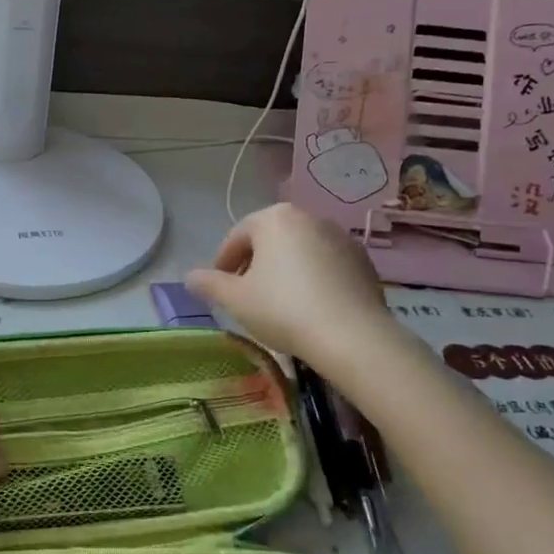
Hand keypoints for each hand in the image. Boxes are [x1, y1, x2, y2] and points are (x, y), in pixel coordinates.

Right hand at [186, 203, 392, 363]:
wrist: (351, 336)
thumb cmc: (282, 308)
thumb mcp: (235, 299)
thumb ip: (209, 283)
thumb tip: (190, 277)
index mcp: (275, 218)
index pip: (237, 236)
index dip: (223, 262)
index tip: (219, 288)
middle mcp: (310, 217)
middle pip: (270, 240)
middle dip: (254, 264)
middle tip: (245, 295)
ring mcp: (341, 238)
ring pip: (300, 251)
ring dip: (284, 271)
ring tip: (277, 303)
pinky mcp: (363, 261)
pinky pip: (326, 266)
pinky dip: (312, 279)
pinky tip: (308, 307)